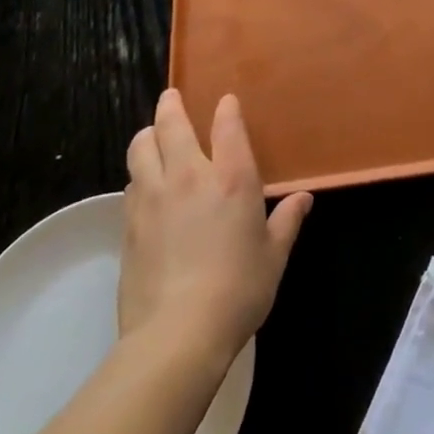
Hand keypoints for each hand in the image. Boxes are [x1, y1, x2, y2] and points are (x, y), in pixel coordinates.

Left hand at [118, 90, 312, 363]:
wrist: (176, 336)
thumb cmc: (238, 290)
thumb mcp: (273, 256)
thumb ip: (287, 221)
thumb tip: (304, 199)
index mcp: (231, 177)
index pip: (227, 124)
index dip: (226, 109)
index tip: (226, 102)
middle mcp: (190, 176)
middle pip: (172, 125)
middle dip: (172, 106)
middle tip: (171, 97)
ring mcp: (154, 198)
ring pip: (142, 148)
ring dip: (148, 136)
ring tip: (152, 135)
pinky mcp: (129, 226)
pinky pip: (131, 184)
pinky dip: (138, 174)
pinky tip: (142, 184)